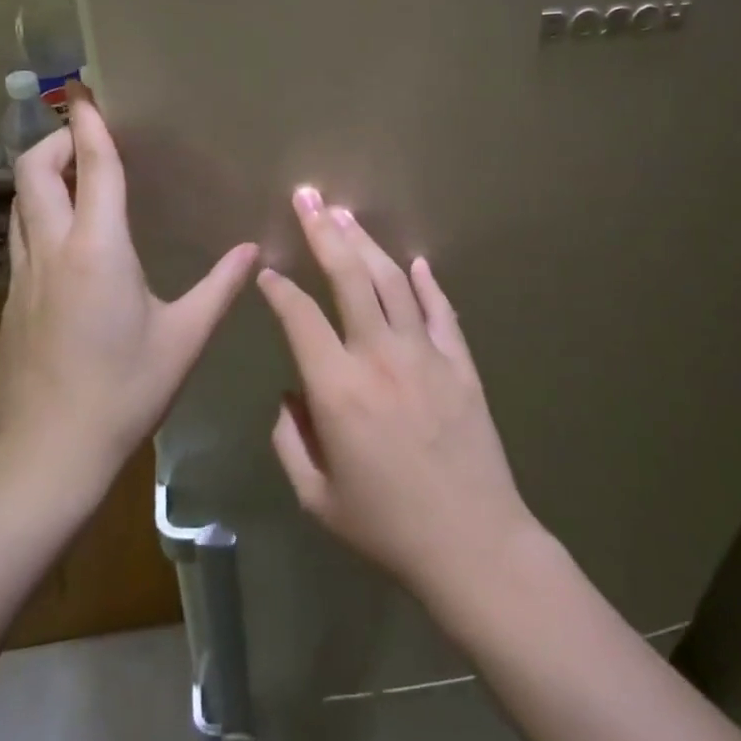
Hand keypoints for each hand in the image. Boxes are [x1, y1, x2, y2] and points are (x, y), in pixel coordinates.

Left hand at [0, 87, 256, 496]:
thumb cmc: (124, 391)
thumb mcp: (185, 338)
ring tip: (76, 175)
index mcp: (98, 249)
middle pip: (35, 171)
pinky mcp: (12, 301)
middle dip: (56, 140)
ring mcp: (23, 276)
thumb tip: (254, 251)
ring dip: (43, 176)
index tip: (86, 93)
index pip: (92, 168)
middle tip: (86, 135)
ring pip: (21, 203)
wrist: (48, 454)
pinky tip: (68, 238)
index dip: (89, 125)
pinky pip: (21, 236)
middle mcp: (53, 250)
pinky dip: (40, 214)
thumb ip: (220, 287)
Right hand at [258, 186, 538, 605]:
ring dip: (366, 243)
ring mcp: (426, 354)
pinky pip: (440, 310)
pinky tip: (415, 261)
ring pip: (393, 281)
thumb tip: (291, 395)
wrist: (473, 544)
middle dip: (323, 231)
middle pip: (349, 276)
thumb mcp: (317, 497)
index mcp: (337, 389)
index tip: (267, 272)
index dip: (278, 289)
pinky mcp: (461, 362)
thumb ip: (290, 441)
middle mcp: (379, 356)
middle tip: (307, 196)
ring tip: (346, 214)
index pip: (299, 317)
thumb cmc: (387, 527)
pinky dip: (426, 282)